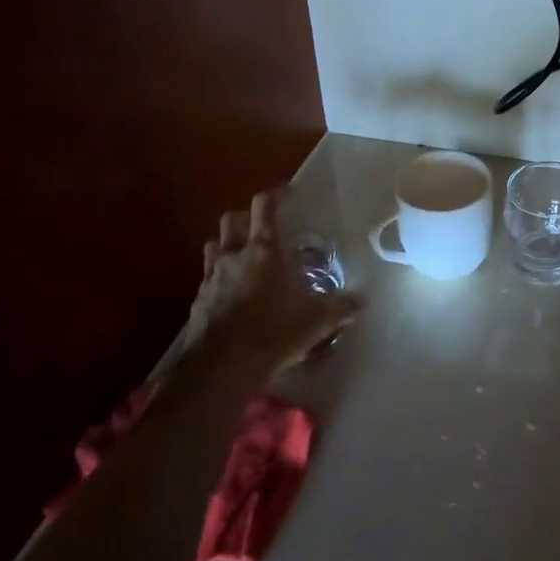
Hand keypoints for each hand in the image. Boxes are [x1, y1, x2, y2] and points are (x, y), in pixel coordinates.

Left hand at [179, 189, 361, 384]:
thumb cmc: (272, 333)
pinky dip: (219, 278)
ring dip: (227, 245)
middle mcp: (234, 255)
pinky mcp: (198, 301)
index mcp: (264, 250)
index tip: (287, 193)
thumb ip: (339, 308)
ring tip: (243, 258)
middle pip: (232, 219)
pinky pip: (207, 278)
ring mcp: (211, 277)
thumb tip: (361, 302)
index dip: (275, 194)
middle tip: (263, 229)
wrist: (221, 367)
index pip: (265, 206)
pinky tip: (231, 295)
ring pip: (214, 245)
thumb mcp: (315, 322)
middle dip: (247, 218)